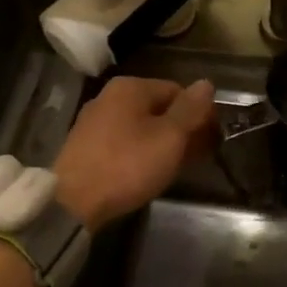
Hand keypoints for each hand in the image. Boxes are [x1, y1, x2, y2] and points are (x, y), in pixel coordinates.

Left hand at [54, 77, 217, 231]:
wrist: (73, 202)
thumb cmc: (127, 165)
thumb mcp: (169, 137)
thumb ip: (190, 110)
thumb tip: (206, 84)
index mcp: (130, 87)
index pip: (177, 91)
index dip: (199, 113)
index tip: (213, 139)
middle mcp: (109, 96)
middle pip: (158, 108)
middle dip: (181, 129)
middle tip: (199, 155)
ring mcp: (93, 121)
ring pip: (140, 126)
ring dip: (162, 142)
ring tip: (177, 166)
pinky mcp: (84, 146)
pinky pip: (123, 141)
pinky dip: (141, 151)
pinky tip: (148, 171)